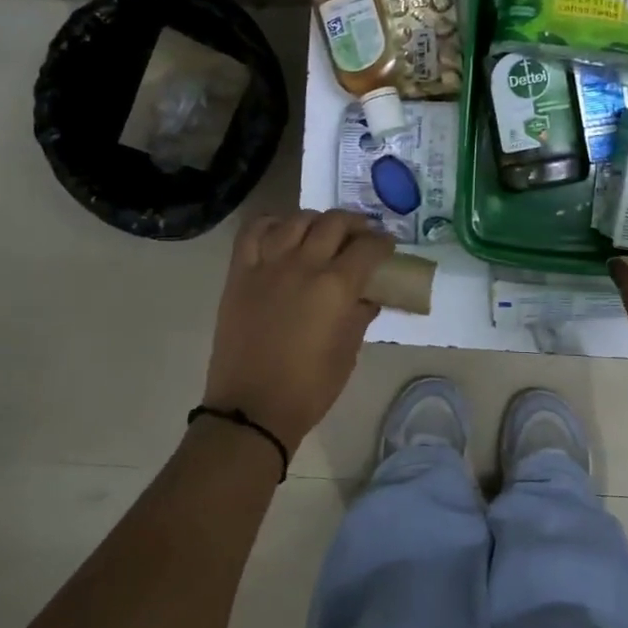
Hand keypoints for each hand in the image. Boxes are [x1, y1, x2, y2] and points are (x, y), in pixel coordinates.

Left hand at [203, 209, 393, 453]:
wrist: (252, 408)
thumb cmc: (309, 388)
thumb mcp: (348, 353)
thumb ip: (360, 316)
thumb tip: (367, 297)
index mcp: (336, 287)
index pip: (367, 248)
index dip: (383, 243)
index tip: (387, 246)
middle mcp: (303, 265)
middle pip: (334, 224)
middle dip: (355, 224)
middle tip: (362, 235)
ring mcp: (268, 265)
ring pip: (296, 220)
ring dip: (317, 220)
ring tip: (323, 232)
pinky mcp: (240, 273)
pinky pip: (254, 231)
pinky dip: (271, 224)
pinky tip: (282, 232)